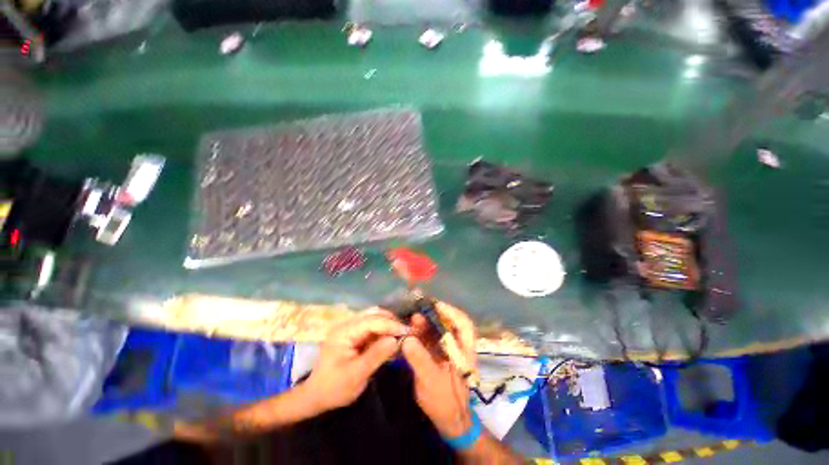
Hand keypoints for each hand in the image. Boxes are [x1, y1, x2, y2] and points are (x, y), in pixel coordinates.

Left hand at [304, 308, 407, 413]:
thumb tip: (396, 340)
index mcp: (344, 331)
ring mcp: (350, 328)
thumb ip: (376, 355)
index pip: (372, 321)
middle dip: (391, 321)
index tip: (407, 332)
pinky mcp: (354, 335)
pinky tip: (391, 341)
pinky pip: (372, 328)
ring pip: (374, 318)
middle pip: (374, 314)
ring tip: (401, 336)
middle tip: (406, 333)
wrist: (316, 397)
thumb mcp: (356, 375)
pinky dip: (383, 332)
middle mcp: (347, 324)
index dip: (391, 324)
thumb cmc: (334, 388)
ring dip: (388, 325)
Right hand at [402, 302, 476, 437]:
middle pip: (449, 323)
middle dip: (434, 315)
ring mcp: (448, 349)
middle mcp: (458, 346)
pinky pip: (430, 338)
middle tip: (418, 309)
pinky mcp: (438, 353)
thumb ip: (420, 360)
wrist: (448, 420)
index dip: (451, 312)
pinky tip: (410, 330)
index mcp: (464, 350)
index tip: (436, 306)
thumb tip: (407, 339)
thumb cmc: (445, 401)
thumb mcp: (431, 382)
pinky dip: (421, 332)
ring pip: (438, 329)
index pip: (464, 324)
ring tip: (412, 318)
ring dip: (426, 323)